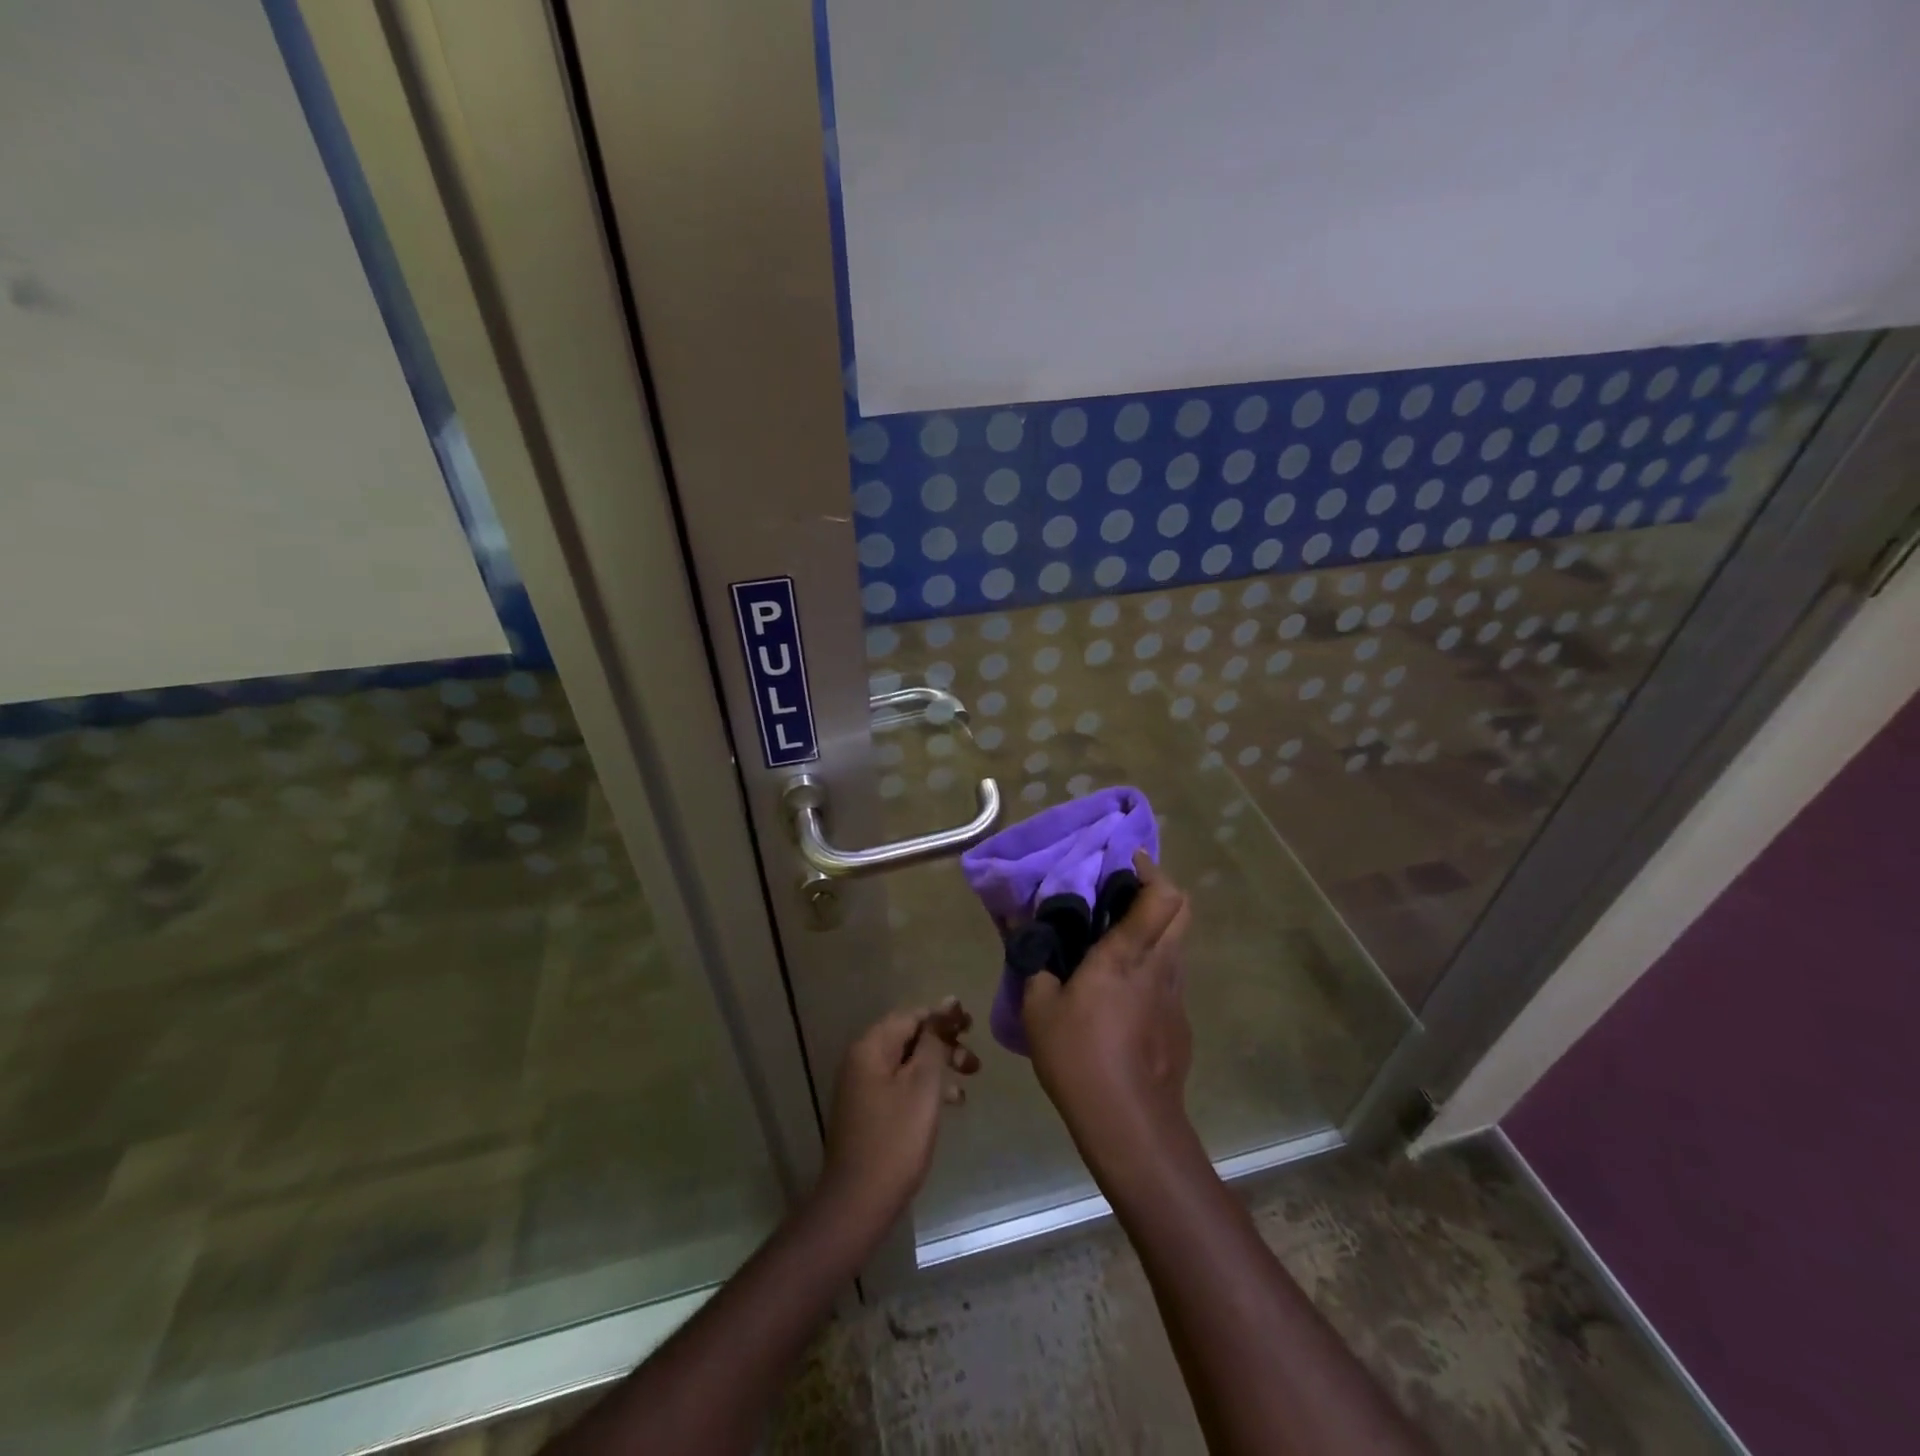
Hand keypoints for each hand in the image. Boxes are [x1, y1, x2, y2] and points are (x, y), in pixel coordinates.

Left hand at [818, 998, 979, 1234]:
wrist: (858, 1202)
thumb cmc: (896, 1138)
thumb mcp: (923, 1084)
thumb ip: (935, 1041)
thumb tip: (947, 1004)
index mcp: (871, 1047)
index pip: (911, 1015)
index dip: (943, 1017)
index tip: (972, 1025)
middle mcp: (863, 1060)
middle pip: (909, 1038)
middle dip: (944, 1043)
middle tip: (975, 1059)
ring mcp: (863, 1087)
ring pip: (908, 1063)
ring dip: (940, 1066)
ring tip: (970, 1079)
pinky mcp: (870, 1111)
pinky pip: (902, 1085)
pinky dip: (926, 1088)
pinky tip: (951, 1102)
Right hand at [1022, 854, 1196, 1171]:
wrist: (1130, 1125)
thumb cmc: (1079, 1057)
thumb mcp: (1038, 1008)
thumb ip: (1034, 963)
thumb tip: (1025, 932)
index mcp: (1127, 954)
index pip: (1162, 895)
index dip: (1150, 869)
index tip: (1126, 860)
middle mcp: (1161, 966)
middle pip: (1183, 910)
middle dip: (1159, 889)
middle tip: (1123, 893)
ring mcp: (1176, 996)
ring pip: (1177, 943)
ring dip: (1155, 929)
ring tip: (1117, 940)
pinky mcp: (1181, 1023)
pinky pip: (1170, 978)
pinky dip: (1152, 966)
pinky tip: (1122, 993)